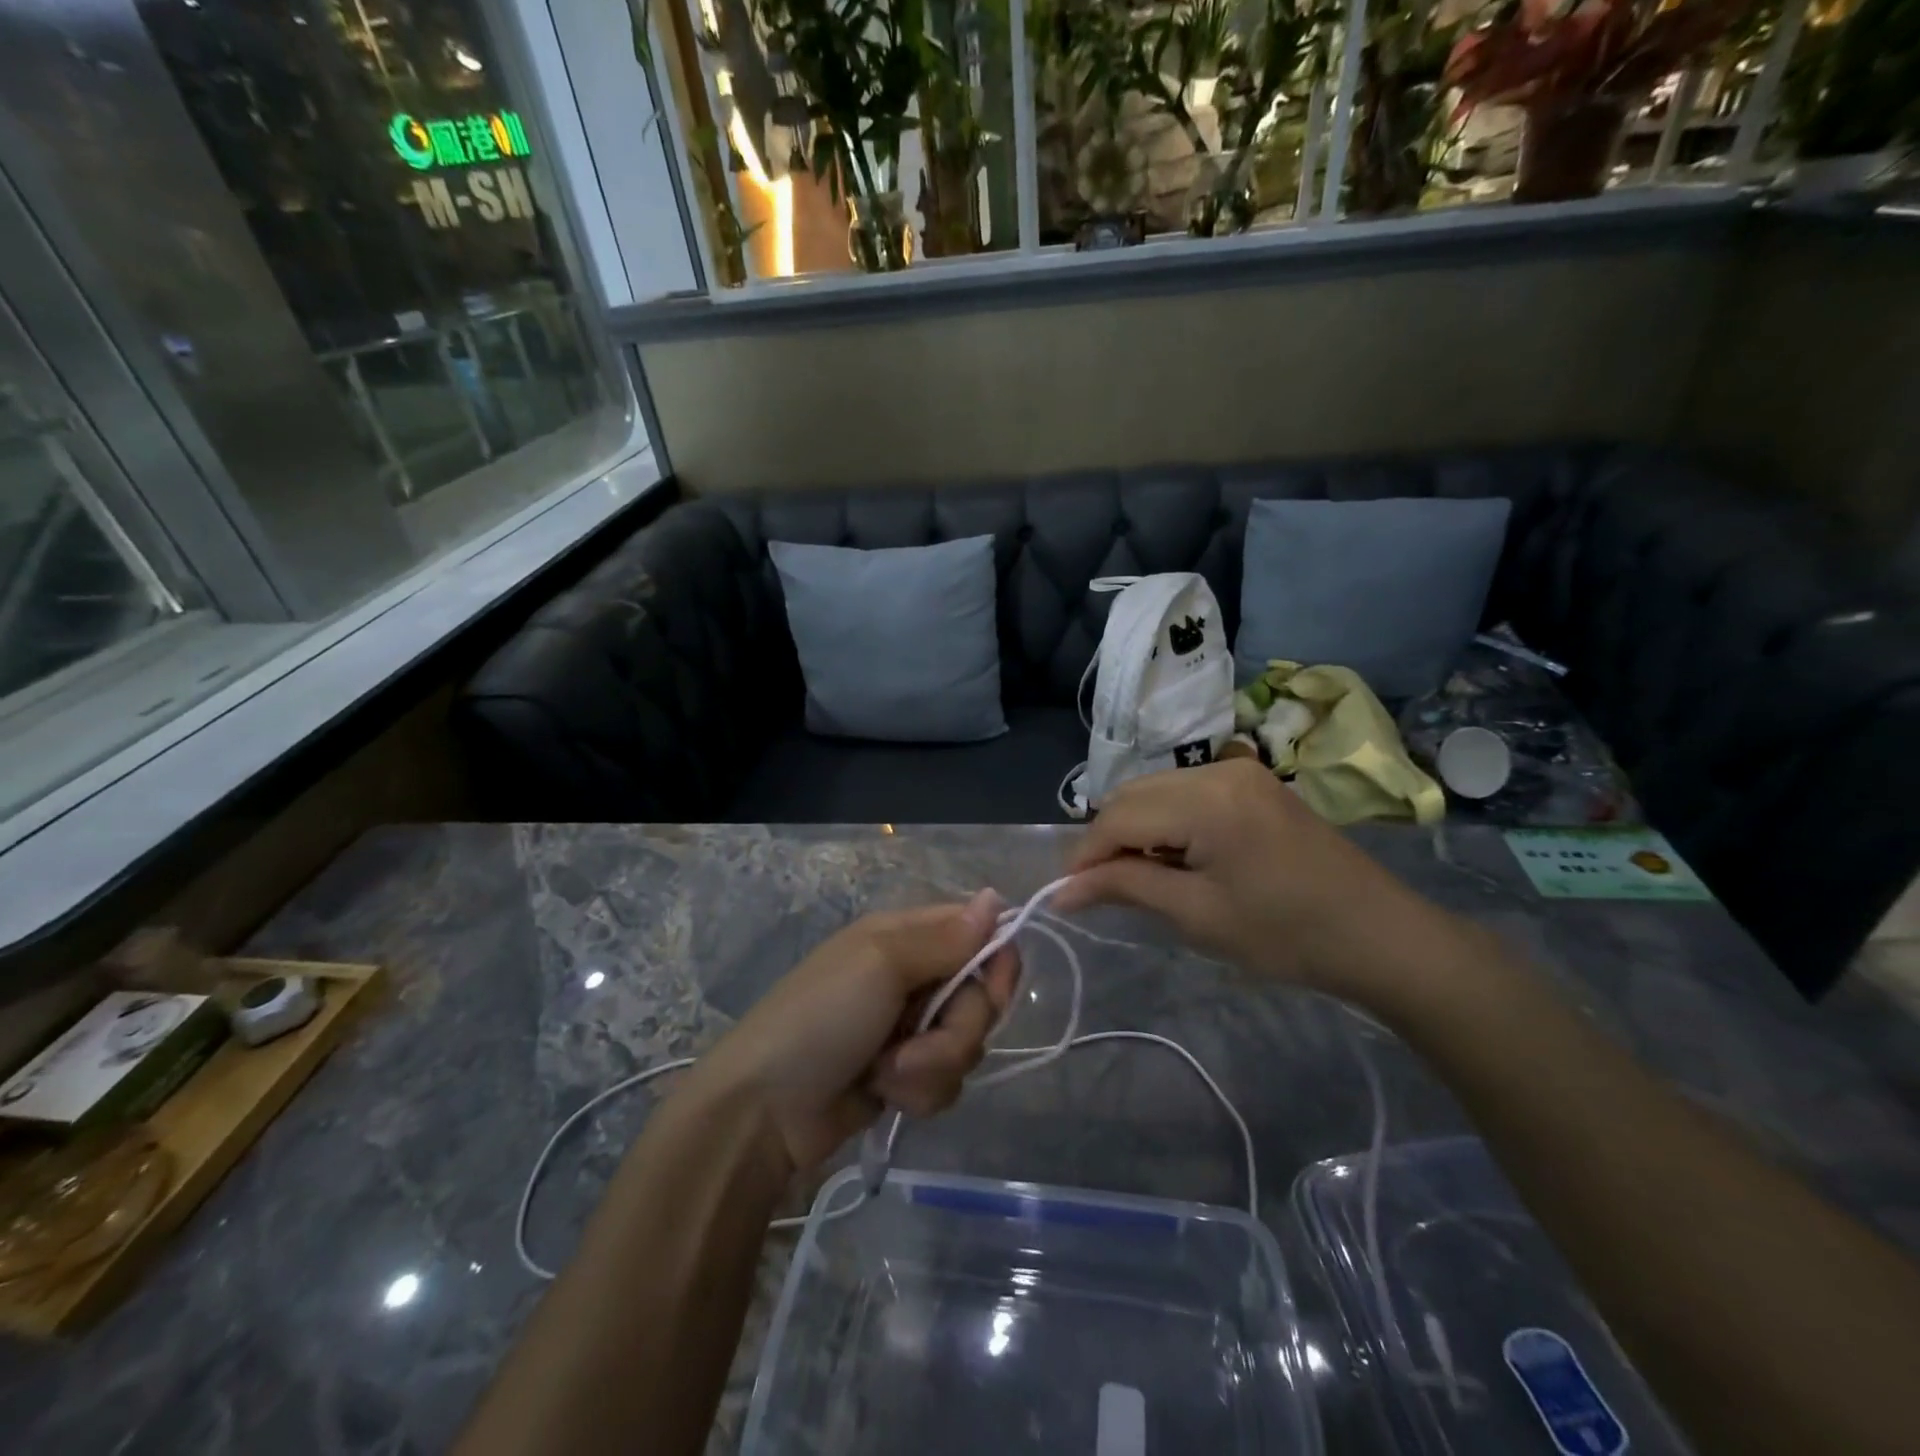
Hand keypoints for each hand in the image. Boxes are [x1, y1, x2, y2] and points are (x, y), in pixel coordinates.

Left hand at [684, 892, 1018, 1174]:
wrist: (764, 1110)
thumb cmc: (821, 1018)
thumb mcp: (880, 965)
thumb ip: (944, 938)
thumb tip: (995, 896)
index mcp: (906, 937)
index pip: (978, 933)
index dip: (996, 961)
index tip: (994, 991)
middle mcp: (913, 977)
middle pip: (979, 997)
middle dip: (956, 1029)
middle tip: (915, 1039)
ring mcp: (909, 1030)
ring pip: (966, 1045)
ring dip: (932, 1067)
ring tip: (887, 1076)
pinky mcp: (905, 1077)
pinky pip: (946, 1081)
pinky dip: (920, 1093)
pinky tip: (884, 1096)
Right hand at [1054, 760, 1462, 1002]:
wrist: (1380, 935)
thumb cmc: (1286, 935)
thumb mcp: (1197, 915)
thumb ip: (1124, 888)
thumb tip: (1061, 890)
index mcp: (1207, 800)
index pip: (1118, 817)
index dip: (1084, 856)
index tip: (1065, 895)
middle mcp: (1218, 769)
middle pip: (1132, 795)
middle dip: (1107, 840)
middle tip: (1101, 890)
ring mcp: (1239, 771)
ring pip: (1155, 790)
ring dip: (1134, 829)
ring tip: (1140, 877)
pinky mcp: (1252, 782)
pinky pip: (1185, 791)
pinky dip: (1165, 821)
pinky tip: (1175, 856)